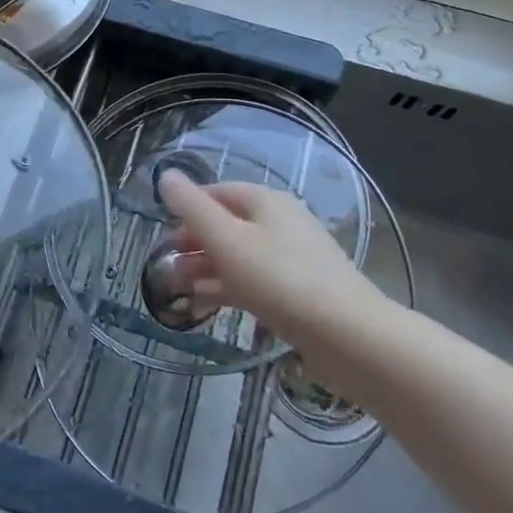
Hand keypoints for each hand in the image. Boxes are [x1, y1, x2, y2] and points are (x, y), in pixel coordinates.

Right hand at [157, 172, 400, 371]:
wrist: (349, 336)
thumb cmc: (279, 280)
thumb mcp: (226, 240)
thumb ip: (192, 207)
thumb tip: (165, 176)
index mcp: (266, 201)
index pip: (217, 192)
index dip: (187, 209)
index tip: (163, 235)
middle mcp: (282, 222)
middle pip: (228, 224)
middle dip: (194, 242)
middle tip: (166, 265)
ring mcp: (294, 257)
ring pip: (239, 255)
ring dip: (206, 268)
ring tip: (178, 289)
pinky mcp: (300, 291)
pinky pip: (255, 280)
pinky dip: (228, 287)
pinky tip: (208, 305)